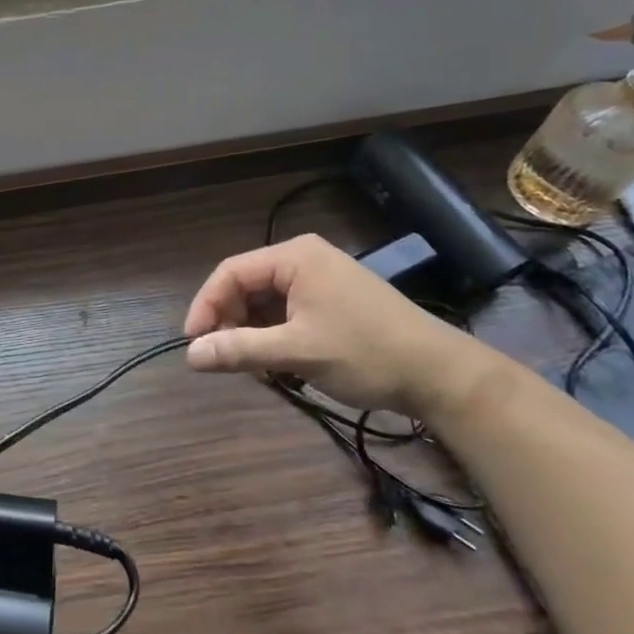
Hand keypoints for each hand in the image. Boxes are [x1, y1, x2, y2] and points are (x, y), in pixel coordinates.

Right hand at [182, 233, 498, 418]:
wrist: (443, 376)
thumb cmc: (367, 354)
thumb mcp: (298, 352)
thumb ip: (240, 350)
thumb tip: (190, 356)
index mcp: (294, 257)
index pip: (230, 272)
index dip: (206, 306)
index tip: (194, 344)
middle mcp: (304, 259)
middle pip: (247, 286)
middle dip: (231, 322)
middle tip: (226, 360)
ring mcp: (321, 279)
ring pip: (266, 302)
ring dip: (253, 333)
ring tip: (255, 367)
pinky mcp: (333, 301)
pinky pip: (288, 312)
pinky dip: (276, 337)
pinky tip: (280, 365)